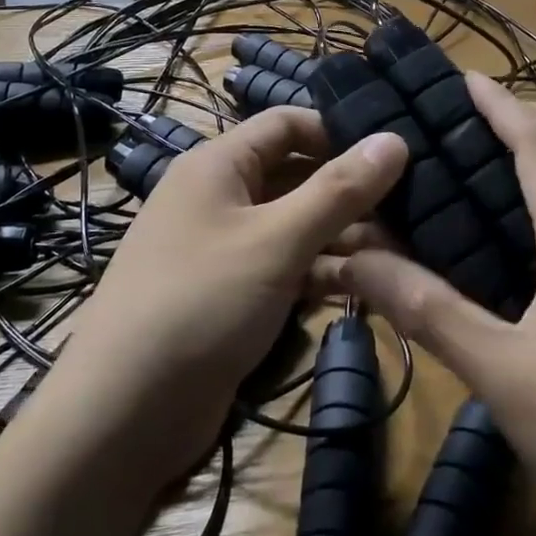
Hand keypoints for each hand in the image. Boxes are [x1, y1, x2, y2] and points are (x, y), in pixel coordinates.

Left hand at [39, 109, 406, 495]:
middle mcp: (219, 198)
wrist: (123, 411)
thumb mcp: (277, 240)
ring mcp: (223, 249)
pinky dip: (317, 273)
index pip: (286, 123)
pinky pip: (283, 268)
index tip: (393, 154)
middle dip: (347, 192)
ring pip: (293, 226)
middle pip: (294, 175)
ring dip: (340, 237)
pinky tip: (362, 289)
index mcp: (218, 165)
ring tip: (401, 252)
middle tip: (412, 208)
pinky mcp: (230, 295)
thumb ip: (338, 190)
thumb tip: (394, 139)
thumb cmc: (202, 302)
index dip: (337, 132)